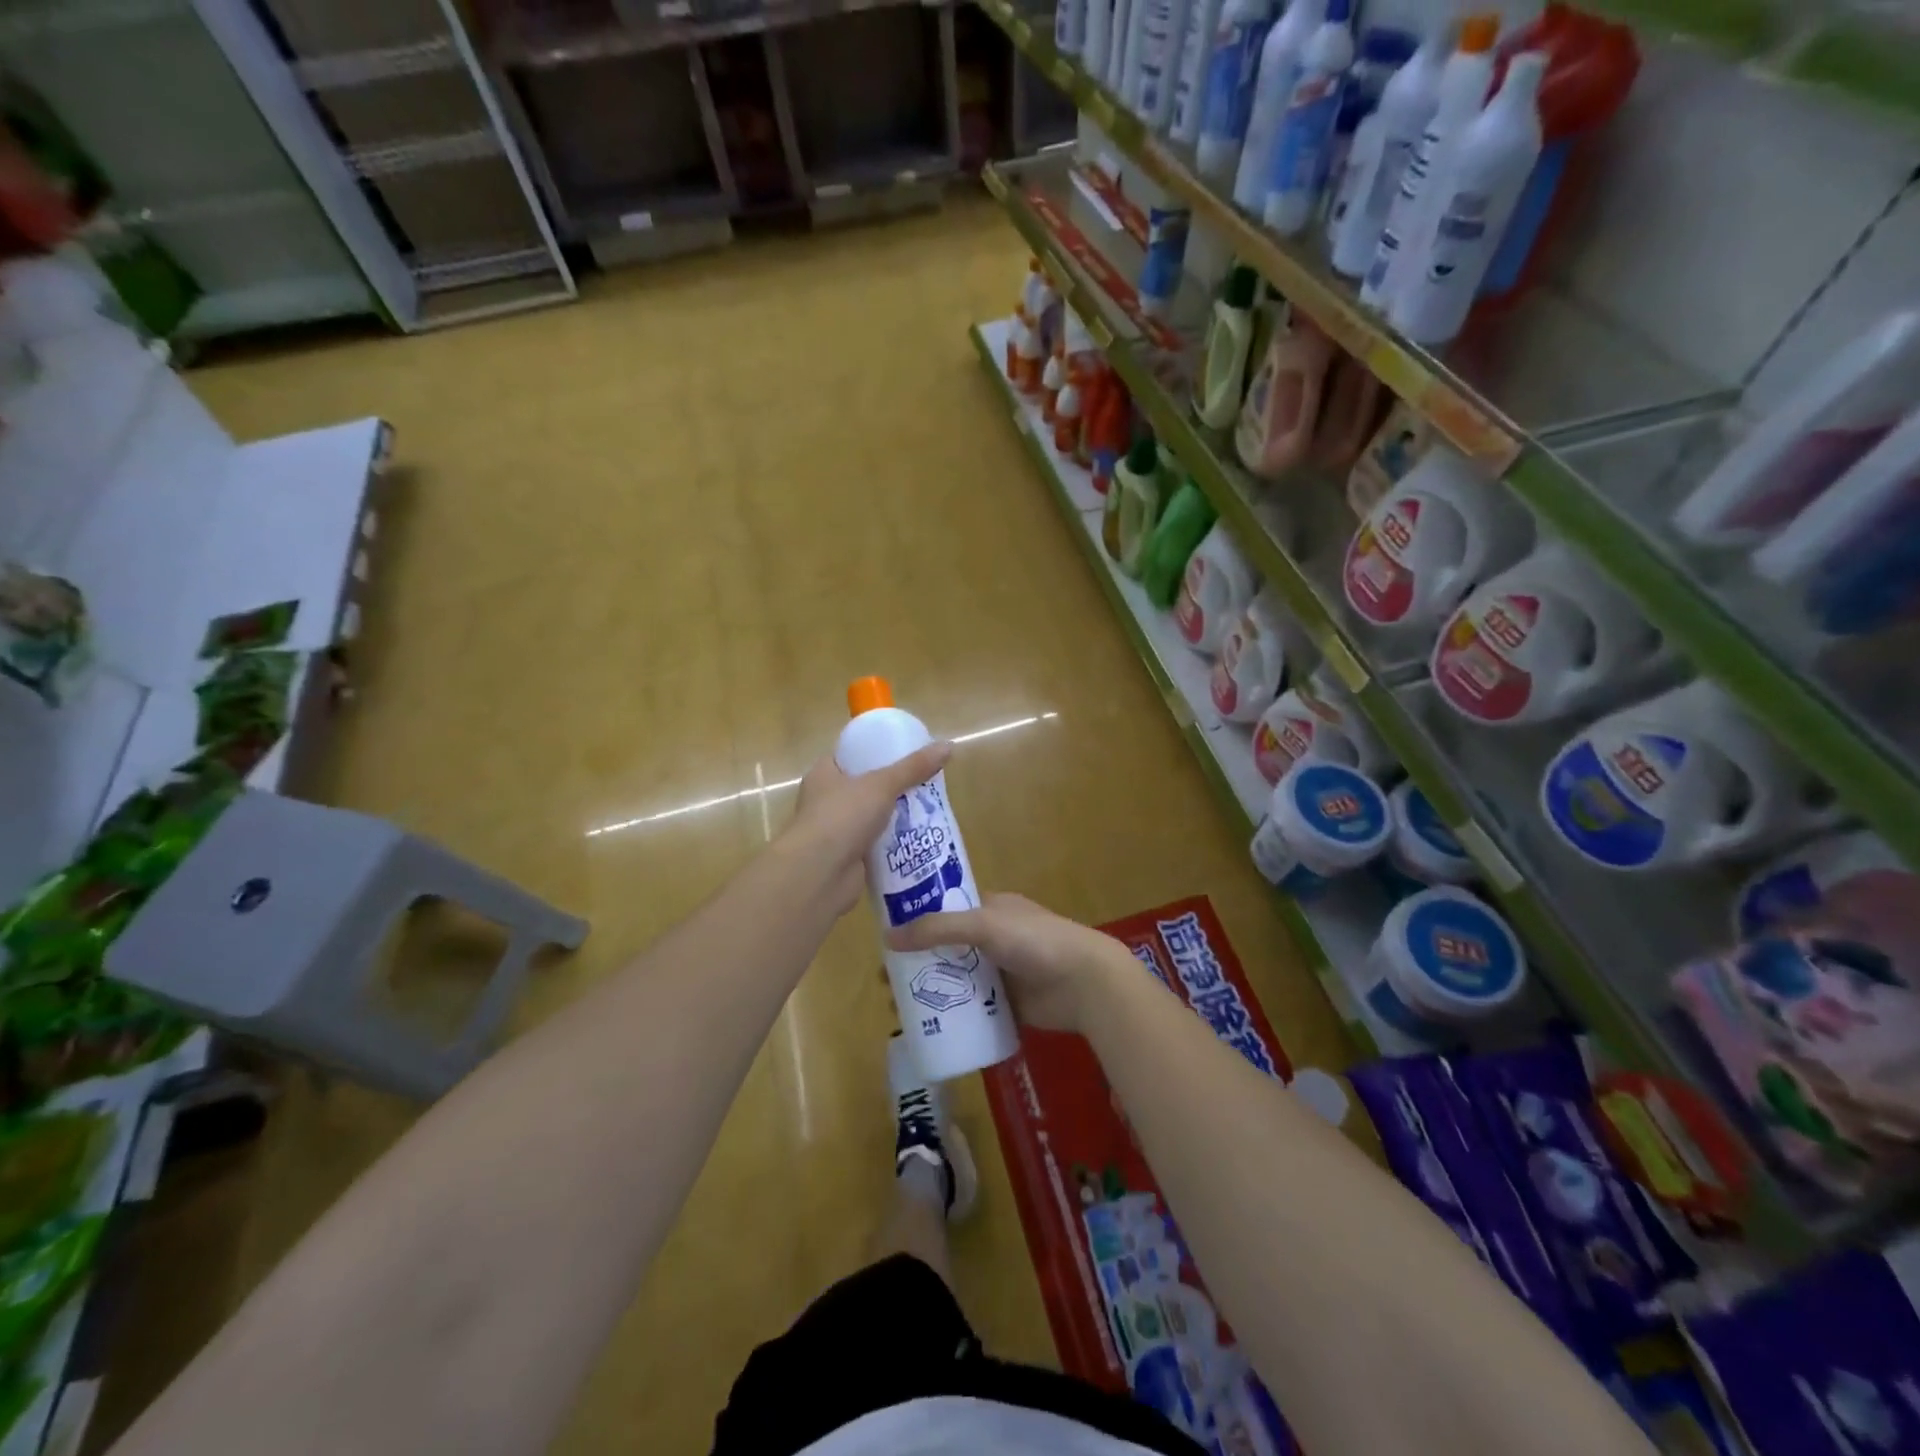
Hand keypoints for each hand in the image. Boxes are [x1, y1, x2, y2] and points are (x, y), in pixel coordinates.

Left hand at [782, 741, 952, 916]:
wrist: (820, 874)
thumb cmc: (842, 816)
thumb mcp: (882, 784)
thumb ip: (913, 768)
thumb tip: (947, 746)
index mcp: (823, 775)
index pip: (847, 756)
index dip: (871, 752)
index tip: (900, 753)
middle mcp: (824, 801)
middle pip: (862, 788)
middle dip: (890, 788)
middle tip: (921, 783)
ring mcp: (834, 832)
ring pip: (870, 818)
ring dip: (893, 817)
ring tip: (926, 810)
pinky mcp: (847, 859)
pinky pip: (875, 846)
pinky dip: (892, 844)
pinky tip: (918, 840)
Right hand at [886, 893, 1128, 1032]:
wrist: (1085, 981)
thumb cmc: (1035, 941)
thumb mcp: (983, 925)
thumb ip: (937, 929)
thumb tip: (886, 938)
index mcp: (990, 908)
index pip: (945, 910)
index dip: (916, 922)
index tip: (886, 941)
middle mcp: (993, 938)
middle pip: (946, 950)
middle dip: (916, 964)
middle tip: (885, 984)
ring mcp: (1001, 972)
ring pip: (956, 981)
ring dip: (929, 993)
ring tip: (897, 1011)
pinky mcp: (1007, 1004)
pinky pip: (973, 1010)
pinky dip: (952, 1017)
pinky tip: (927, 1029)